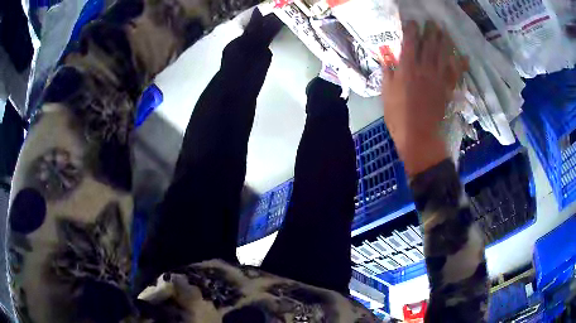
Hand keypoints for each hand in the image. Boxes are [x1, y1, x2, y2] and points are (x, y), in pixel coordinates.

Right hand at [382, 21, 466, 176]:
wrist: (418, 136)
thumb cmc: (398, 116)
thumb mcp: (386, 94)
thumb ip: (388, 73)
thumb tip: (387, 58)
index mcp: (407, 69)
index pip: (410, 43)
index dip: (412, 30)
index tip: (413, 22)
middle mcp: (424, 69)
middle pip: (429, 45)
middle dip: (431, 31)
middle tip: (433, 22)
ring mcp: (438, 78)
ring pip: (443, 55)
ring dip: (445, 41)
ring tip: (446, 31)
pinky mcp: (447, 89)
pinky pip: (456, 74)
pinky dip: (461, 65)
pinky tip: (465, 57)